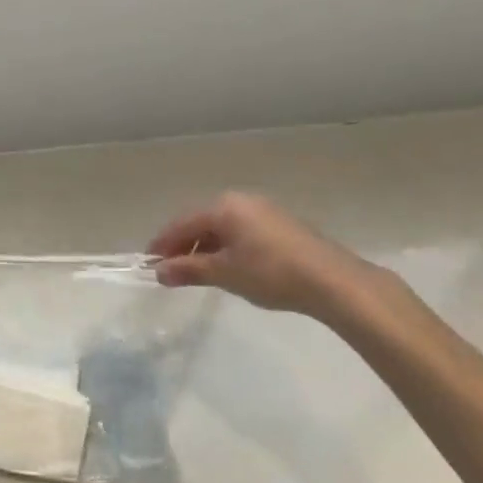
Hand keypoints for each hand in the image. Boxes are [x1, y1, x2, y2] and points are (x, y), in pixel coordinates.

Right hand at [146, 192, 375, 315]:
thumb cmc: (271, 273)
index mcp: (223, 206)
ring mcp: (264, 211)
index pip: (182, 223)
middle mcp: (241, 201)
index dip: (163, 243)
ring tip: (199, 271)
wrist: (333, 281)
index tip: (149, 262)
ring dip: (207, 248)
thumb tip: (159, 272)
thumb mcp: (225, 273)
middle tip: (172, 270)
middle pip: (202, 222)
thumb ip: (189, 269)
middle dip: (185, 246)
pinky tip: (231, 267)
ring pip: (223, 227)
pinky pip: (243, 231)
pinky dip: (229, 247)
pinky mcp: (282, 225)